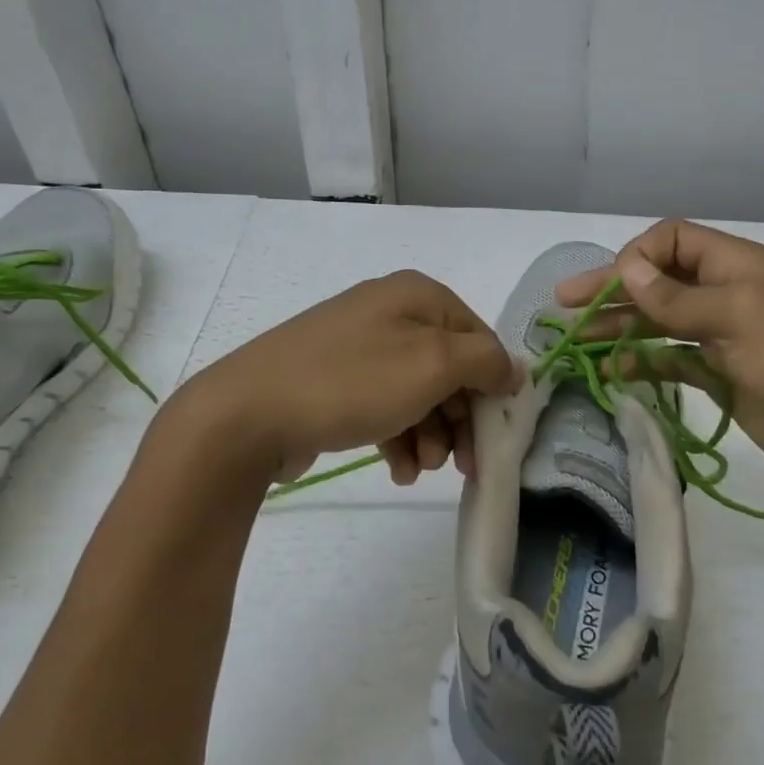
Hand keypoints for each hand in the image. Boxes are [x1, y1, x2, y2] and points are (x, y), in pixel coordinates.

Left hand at [159, 271, 520, 486]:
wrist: (248, 412)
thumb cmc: (353, 381)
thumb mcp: (434, 365)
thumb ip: (486, 362)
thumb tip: (514, 368)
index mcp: (418, 295)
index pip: (480, 339)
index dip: (492, 388)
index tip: (493, 437)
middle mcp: (391, 312)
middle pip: (450, 369)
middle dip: (458, 420)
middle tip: (459, 464)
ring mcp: (359, 346)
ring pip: (419, 393)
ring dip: (430, 435)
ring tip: (418, 468)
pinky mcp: (336, 379)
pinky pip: (385, 405)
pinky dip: (398, 437)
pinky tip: (396, 468)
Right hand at [556, 220, 763, 512]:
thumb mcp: (741, 318)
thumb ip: (679, 297)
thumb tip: (627, 268)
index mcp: (739, 266)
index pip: (673, 240)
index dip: (636, 257)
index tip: (606, 287)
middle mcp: (729, 294)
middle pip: (660, 282)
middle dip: (612, 292)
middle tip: (563, 308)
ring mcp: (726, 338)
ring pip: (661, 323)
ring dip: (620, 329)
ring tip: (576, 343)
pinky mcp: (724, 377)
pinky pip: (674, 361)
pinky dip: (644, 363)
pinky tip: (613, 372)